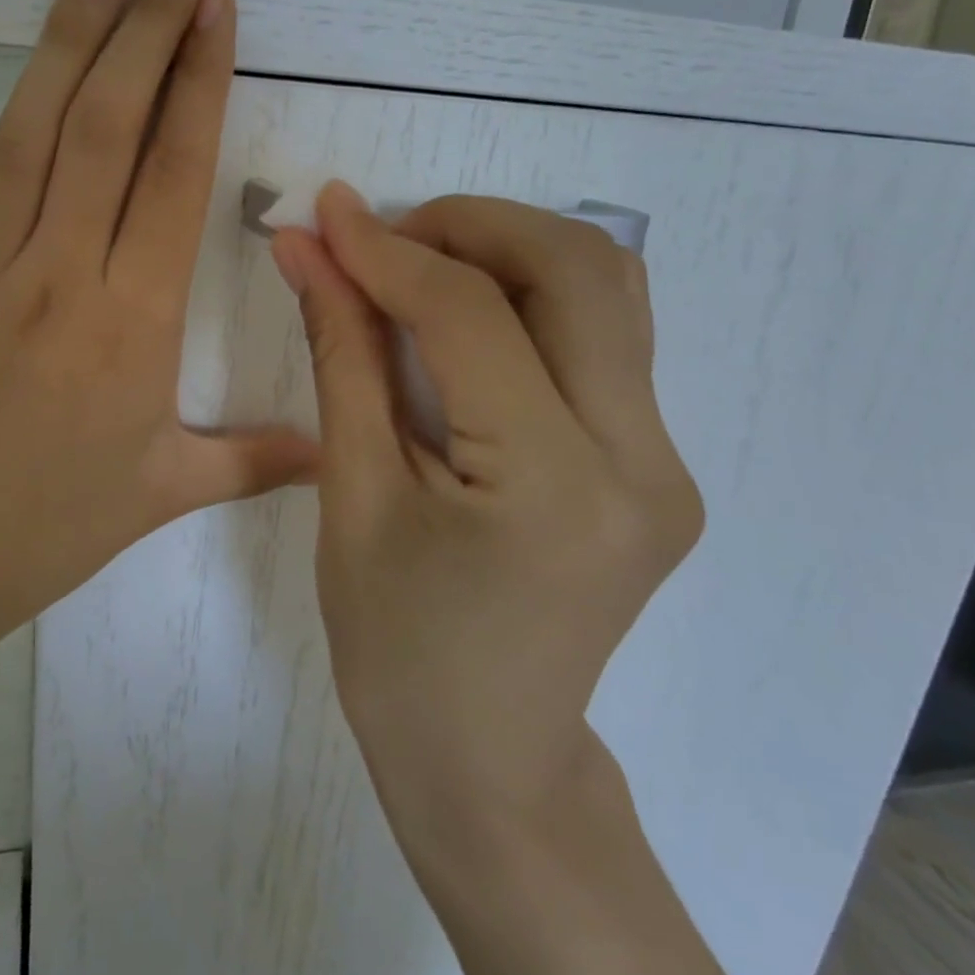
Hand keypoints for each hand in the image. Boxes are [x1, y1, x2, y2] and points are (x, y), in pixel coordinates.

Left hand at [0, 0, 316, 716]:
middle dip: (147, 24)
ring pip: (30, 133)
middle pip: (107, 126)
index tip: (218, 6)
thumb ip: (255, 461)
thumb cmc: (40, 534)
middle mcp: (62, 271)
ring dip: (67, 40)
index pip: (175, 175)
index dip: (200, 82)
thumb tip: (336, 455)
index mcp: (133, 320)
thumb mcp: (161, 495)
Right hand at [270, 186, 703, 838]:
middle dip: (471, 227)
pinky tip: (472, 317)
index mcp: (553, 483)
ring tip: (424, 268)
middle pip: (577, 269)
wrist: (489, 760)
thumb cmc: (397, 648)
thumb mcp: (354, 495)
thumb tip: (308, 251)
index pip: (470, 315)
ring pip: (609, 289)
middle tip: (387, 239)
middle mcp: (641, 460)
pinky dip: (536, 296)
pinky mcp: (658, 465)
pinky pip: (606, 338)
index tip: (327, 214)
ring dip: (511, 250)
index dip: (388, 250)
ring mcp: (665, 462)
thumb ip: (341, 354)